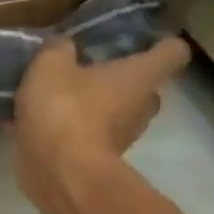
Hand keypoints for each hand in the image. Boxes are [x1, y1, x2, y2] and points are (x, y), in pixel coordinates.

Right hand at [13, 36, 190, 203]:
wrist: (59, 172)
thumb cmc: (64, 109)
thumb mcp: (49, 66)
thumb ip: (58, 50)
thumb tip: (65, 45)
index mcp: (141, 75)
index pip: (173, 52)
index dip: (159, 43)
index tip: (140, 40)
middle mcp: (143, 105)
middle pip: (144, 85)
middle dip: (119, 78)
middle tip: (88, 69)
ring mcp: (125, 136)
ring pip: (116, 112)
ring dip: (94, 105)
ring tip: (58, 98)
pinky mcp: (101, 159)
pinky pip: (91, 135)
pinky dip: (73, 129)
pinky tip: (41, 124)